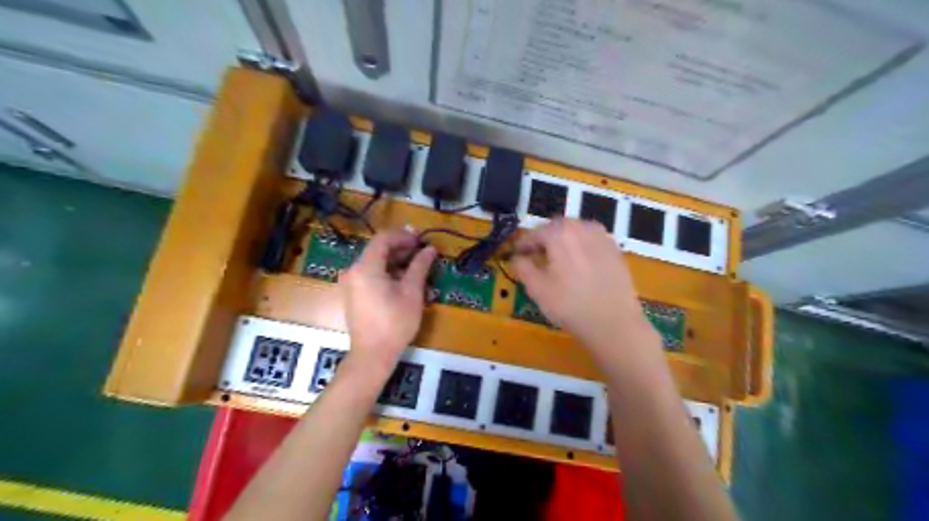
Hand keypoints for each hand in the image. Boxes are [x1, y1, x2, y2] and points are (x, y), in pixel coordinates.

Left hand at [341, 229, 436, 372]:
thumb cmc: (395, 323)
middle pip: (378, 250)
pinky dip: (388, 273)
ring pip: (376, 263)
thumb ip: (420, 266)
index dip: (404, 236)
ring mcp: (352, 284)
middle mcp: (354, 271)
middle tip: (423, 252)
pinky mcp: (354, 295)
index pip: (383, 239)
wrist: (372, 355)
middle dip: (402, 248)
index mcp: (365, 267)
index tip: (422, 241)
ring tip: (418, 267)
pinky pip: (371, 275)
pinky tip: (405, 282)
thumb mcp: (412, 292)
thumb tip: (430, 249)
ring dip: (397, 262)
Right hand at [511, 217, 655, 356]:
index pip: (534, 233)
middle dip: (544, 240)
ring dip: (563, 242)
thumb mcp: (537, 289)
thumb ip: (522, 267)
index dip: (522, 245)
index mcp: (560, 233)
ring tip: (557, 262)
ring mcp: (602, 236)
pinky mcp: (615, 249)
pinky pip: (591, 241)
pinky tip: (579, 267)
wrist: (615, 323)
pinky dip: (580, 248)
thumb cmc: (570, 305)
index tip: (515, 254)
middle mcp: (582, 227)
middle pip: (556, 228)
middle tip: (535, 257)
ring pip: (575, 232)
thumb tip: (518, 257)